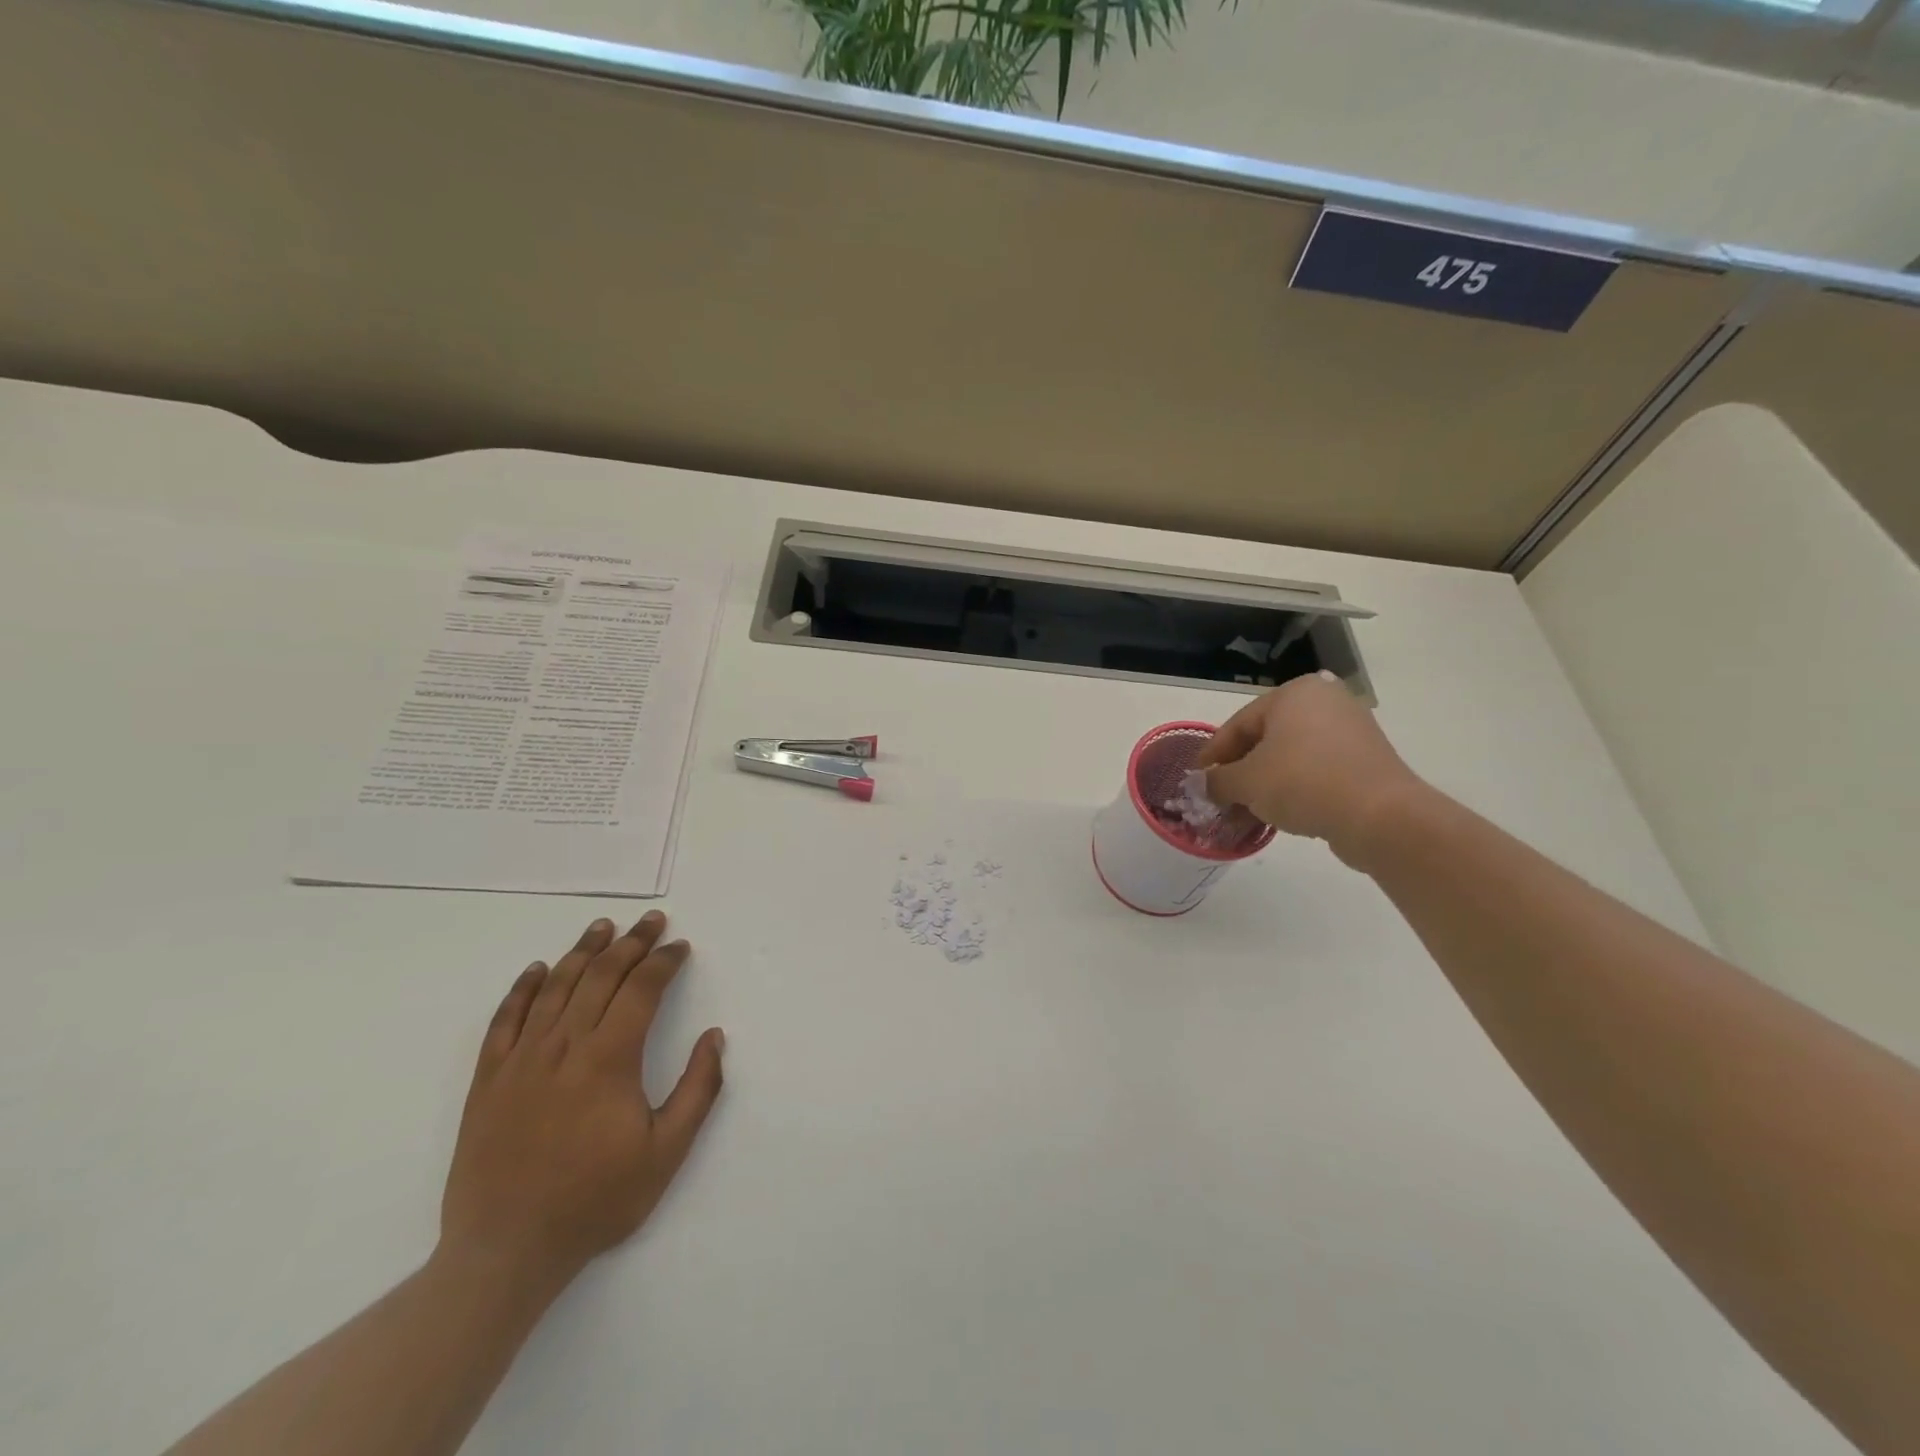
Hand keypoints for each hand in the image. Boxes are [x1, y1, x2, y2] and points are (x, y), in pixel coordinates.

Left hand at [439, 912, 724, 1296]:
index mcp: (608, 1060)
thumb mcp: (666, 1153)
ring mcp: (520, 1061)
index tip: (680, 946)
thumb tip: (714, 1036)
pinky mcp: (488, 1080)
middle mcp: (563, 1047)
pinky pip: (505, 1020)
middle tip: (652, 920)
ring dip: (583, 951)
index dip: (663, 962)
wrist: (505, 1252)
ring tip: (603, 926)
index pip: (641, 990)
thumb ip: (698, 1090)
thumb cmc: (595, 1201)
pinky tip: (539, 969)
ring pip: (555, 988)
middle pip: (600, 977)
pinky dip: (523, 988)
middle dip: (631, 943)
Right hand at [1196, 672, 1423, 867]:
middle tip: (1219, 798)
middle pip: (1264, 739)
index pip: (1238, 724)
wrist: (1380, 816)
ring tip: (1244, 812)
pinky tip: (1277, 814)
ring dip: (1263, 784)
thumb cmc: (1303, 783)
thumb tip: (1203, 784)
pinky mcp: (1366, 760)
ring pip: (1290, 756)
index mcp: (1294, 693)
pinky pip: (1315, 770)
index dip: (1212, 754)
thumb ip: (1217, 780)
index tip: (1197, 779)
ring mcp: (1350, 730)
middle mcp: (1324, 702)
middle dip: (1239, 772)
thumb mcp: (1246, 782)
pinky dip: (1292, 788)